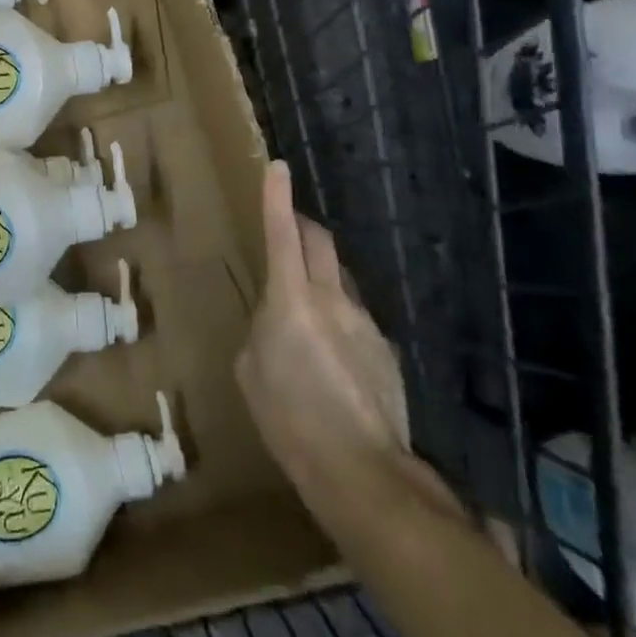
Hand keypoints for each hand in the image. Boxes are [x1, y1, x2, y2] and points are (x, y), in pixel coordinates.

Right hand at [237, 161, 428, 521]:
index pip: (282, 234)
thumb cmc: (289, 419)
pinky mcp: (386, 348)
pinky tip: (334, 359)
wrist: (361, 469)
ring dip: (322, 275)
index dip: (277, 198)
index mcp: (290, 300)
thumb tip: (273, 321)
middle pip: (320, 242)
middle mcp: (332, 299)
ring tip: (307, 310)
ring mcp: (364, 322)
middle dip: (302, 226)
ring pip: (341, 278)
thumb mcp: (250, 371)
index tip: (279, 167)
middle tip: (288, 228)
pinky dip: (339, 318)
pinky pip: (356, 316)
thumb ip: (260, 330)